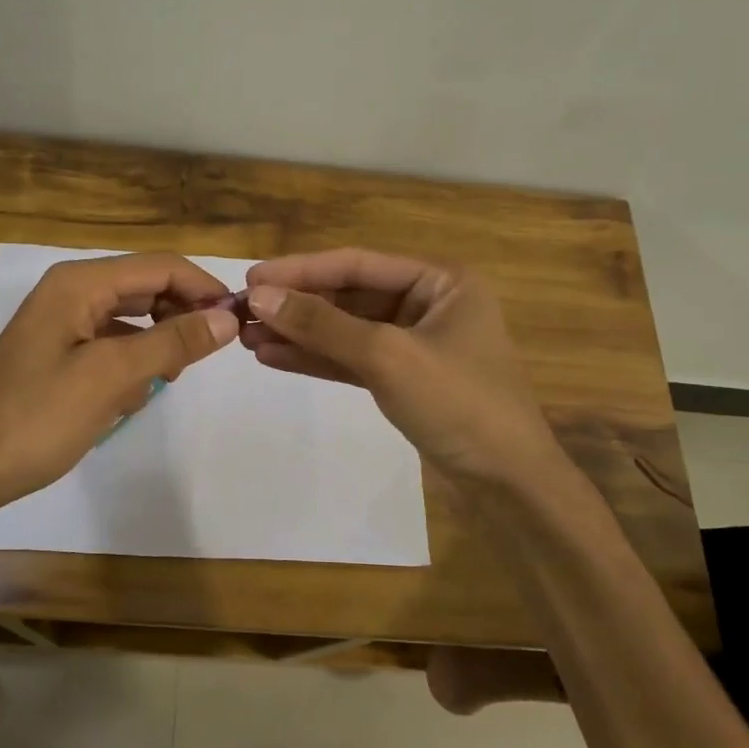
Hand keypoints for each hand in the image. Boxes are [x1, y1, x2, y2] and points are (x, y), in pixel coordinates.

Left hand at [0, 252, 239, 508]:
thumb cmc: (37, 417)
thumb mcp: (112, 376)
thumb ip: (172, 342)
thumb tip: (227, 318)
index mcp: (80, 283)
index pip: (160, 266)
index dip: (204, 288)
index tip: (239, 320)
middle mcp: (71, 291)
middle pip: (146, 286)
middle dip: (182, 313)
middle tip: (214, 350)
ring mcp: (62, 322)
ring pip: (131, 316)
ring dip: (159, 339)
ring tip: (175, 373)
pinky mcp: (58, 353)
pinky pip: (111, 342)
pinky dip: (132, 360)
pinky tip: (137, 392)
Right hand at [241, 249, 559, 485]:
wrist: (507, 484)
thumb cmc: (458, 403)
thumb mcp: (387, 356)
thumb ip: (322, 324)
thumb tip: (260, 296)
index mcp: (440, 281)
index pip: (358, 264)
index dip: (301, 270)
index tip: (251, 280)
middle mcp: (428, 304)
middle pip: (349, 296)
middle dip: (297, 306)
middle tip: (241, 313)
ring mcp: (415, 343)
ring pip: (347, 330)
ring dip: (300, 333)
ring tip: (246, 337)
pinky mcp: (404, 378)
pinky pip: (353, 359)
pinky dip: (317, 359)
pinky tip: (274, 357)